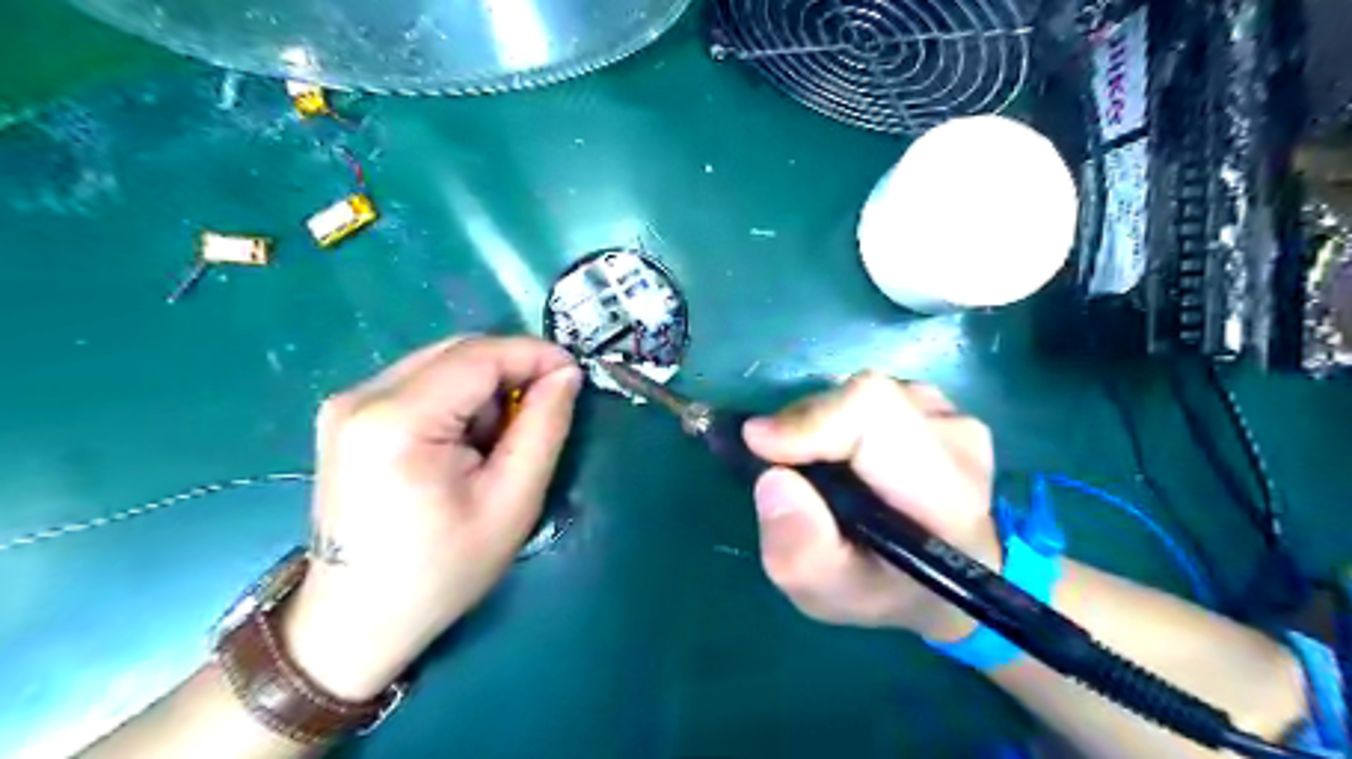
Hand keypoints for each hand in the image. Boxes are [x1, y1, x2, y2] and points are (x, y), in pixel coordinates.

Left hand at [283, 335, 583, 699]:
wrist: (355, 621)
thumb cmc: (441, 570)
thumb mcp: (512, 501)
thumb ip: (544, 427)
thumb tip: (565, 373)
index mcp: (397, 421)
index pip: (479, 355)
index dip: (534, 354)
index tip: (574, 374)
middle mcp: (361, 396)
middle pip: (457, 352)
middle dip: (511, 371)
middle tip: (543, 411)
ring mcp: (346, 403)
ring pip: (440, 363)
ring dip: (484, 388)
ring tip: (498, 441)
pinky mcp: (346, 415)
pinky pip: (420, 382)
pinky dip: (457, 400)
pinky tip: (464, 443)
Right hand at [743, 371, 995, 640]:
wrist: (941, 575)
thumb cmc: (884, 590)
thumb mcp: (827, 594)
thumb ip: (799, 551)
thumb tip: (773, 480)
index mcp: (946, 499)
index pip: (876, 416)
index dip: (812, 420)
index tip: (759, 443)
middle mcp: (960, 443)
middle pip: (865, 399)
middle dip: (807, 426)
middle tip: (784, 467)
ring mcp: (952, 415)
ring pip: (863, 394)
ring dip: (823, 425)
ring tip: (822, 472)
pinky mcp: (938, 403)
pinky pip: (870, 394)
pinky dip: (840, 419)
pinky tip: (847, 457)